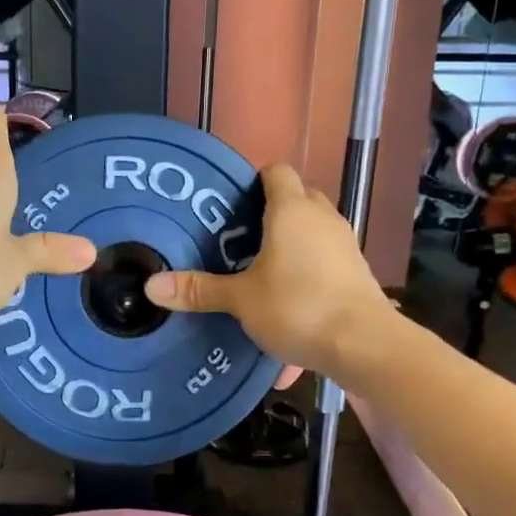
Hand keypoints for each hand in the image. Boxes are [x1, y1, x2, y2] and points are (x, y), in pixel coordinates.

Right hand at [143, 163, 390, 379]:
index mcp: (292, 210)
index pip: (275, 171)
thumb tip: (151, 286)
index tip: (230, 202)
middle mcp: (321, 219)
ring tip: (261, 273)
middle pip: (296, 199)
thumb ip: (199, 290)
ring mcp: (344, 245)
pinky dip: (307, 277)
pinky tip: (288, 312)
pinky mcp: (356, 273)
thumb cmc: (298, 306)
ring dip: (291, 246)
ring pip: (313, 232)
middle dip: (270, 214)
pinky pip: (325, 264)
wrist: (365, 344)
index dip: (253, 180)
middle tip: (239, 239)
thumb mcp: (241, 300)